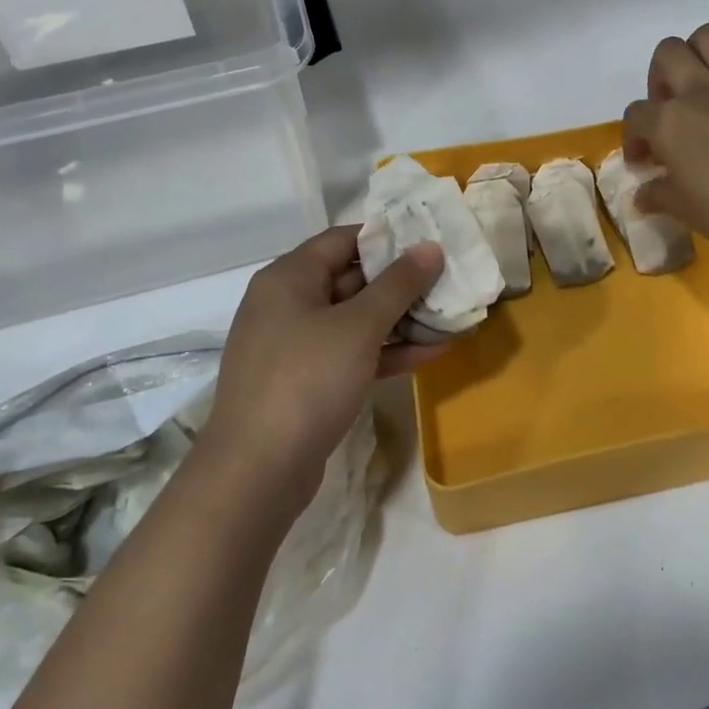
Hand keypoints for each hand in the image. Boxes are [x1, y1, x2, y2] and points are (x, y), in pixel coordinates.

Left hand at [203, 226, 444, 516]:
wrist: (257, 471)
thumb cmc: (306, 380)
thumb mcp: (358, 326)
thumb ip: (398, 284)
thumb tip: (430, 247)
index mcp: (288, 277)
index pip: (343, 239)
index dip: (388, 238)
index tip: (430, 242)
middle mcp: (288, 304)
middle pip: (351, 279)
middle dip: (402, 283)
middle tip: (450, 280)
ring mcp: (296, 346)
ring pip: (355, 321)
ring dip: (401, 320)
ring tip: (451, 316)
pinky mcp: (307, 383)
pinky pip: (351, 355)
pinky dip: (386, 352)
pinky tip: (431, 353)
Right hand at [622, 24, 708, 266]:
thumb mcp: (681, 209)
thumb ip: (656, 194)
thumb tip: (643, 194)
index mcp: (668, 122)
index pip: (636, 115)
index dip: (635, 137)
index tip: (646, 161)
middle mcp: (698, 91)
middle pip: (667, 54)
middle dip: (660, 76)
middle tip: (670, 105)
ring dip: (698, 50)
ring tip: (701, 77)